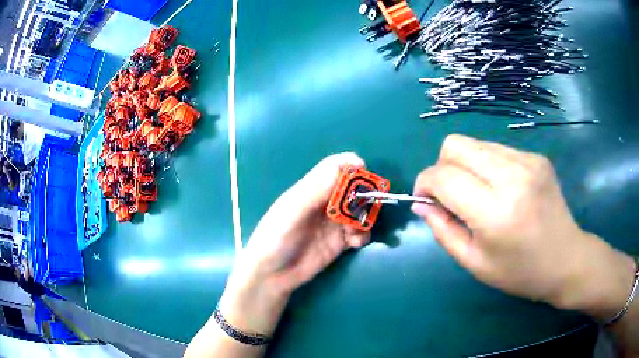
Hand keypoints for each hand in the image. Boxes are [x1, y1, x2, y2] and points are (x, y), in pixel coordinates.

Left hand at [219, 153, 369, 335]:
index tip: (366, 176)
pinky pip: (360, 232)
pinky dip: (363, 234)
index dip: (352, 167)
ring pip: (360, 210)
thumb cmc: (275, 240)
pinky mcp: (339, 241)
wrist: (271, 276)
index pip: (335, 167)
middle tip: (366, 209)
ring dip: (365, 217)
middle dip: (364, 195)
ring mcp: (333, 223)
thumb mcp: (292, 213)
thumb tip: (348, 166)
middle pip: (353, 188)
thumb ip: (316, 191)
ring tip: (356, 232)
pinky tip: (356, 244)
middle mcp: (325, 203)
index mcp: (311, 190)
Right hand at [412, 134, 635, 316]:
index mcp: (495, 212)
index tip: (426, 199)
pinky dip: (487, 165)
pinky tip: (500, 188)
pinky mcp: (536, 157)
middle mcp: (512, 176)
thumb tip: (422, 203)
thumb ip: (443, 230)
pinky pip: (496, 149)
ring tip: (479, 193)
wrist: (565, 259)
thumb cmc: (519, 272)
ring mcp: (527, 161)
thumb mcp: (474, 262)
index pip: (443, 176)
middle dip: (442, 166)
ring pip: (475, 143)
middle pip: (455, 145)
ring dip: (465, 165)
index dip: (425, 183)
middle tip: (451, 194)